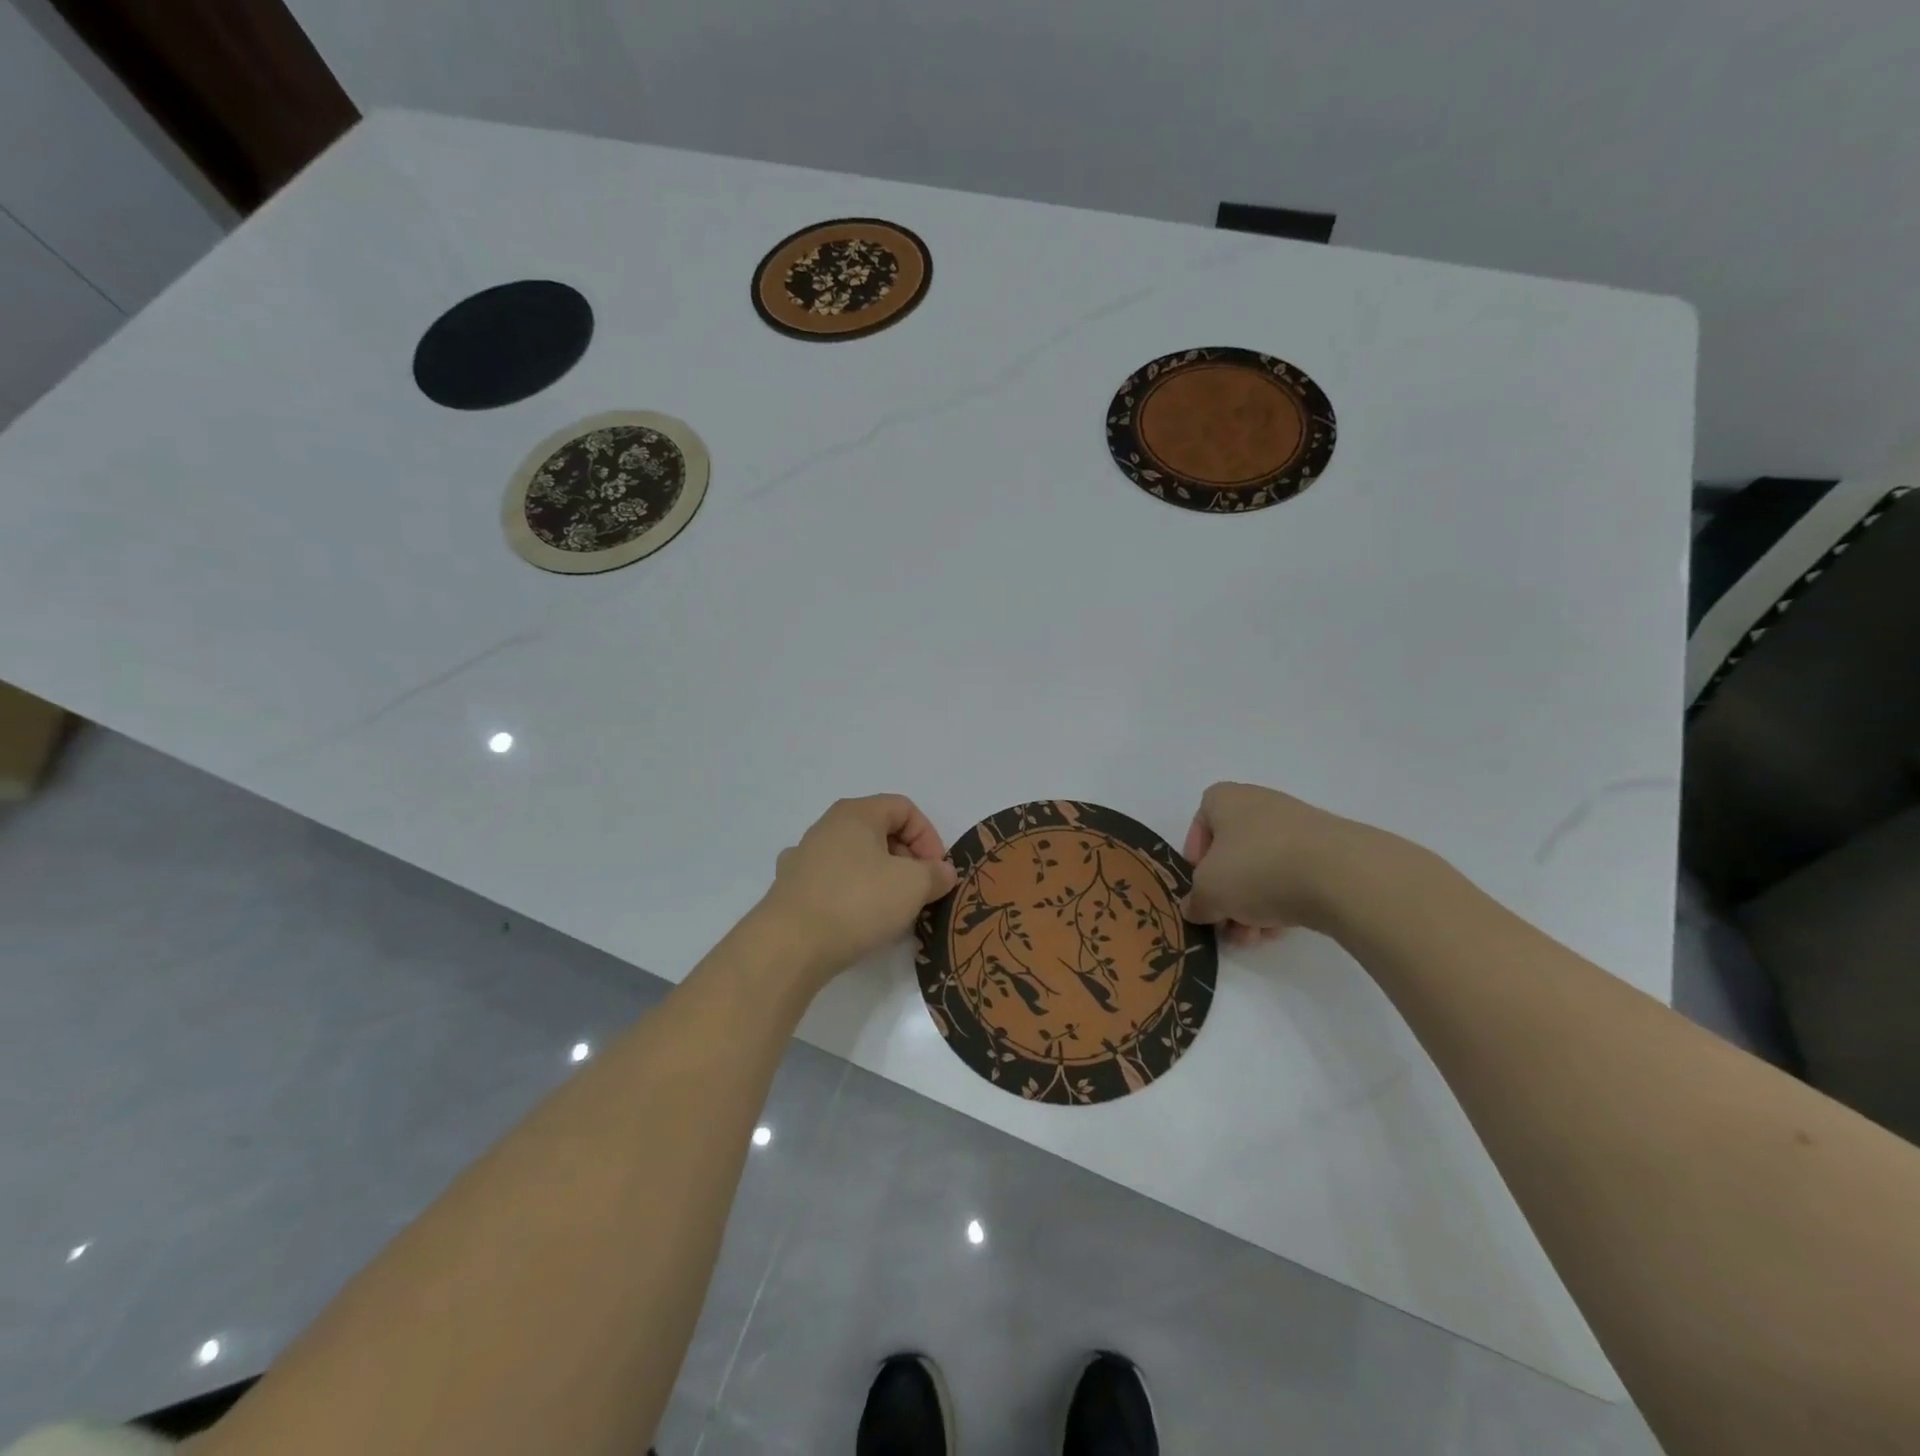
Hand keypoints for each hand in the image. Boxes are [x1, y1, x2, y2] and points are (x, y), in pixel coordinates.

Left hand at [757, 794, 957, 984]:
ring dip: (881, 878)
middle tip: (919, 891)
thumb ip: (935, 874)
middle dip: (907, 859)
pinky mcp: (790, 889)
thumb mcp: (913, 886)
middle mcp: (826, 826)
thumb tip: (943, 872)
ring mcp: (804, 857)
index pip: (904, 808)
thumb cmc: (857, 902)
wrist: (789, 946)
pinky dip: (851, 895)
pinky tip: (856, 920)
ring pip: (855, 858)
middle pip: (879, 831)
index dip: (928, 836)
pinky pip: (833, 882)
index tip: (936, 871)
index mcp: (856, 813)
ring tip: (892, 910)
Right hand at [1181, 782, 1389, 943]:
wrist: (1341, 875)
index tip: (1201, 887)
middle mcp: (1261, 805)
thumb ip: (1196, 901)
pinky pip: (1294, 877)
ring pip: (1263, 869)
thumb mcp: (1209, 891)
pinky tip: (1282, 930)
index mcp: (1227, 799)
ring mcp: (1299, 827)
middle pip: (1233, 853)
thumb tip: (1197, 908)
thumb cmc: (1258, 868)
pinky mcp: (1329, 852)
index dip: (1195, 857)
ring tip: (1255, 938)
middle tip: (1226, 925)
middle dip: (1227, 894)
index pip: (1201, 822)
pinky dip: (1284, 902)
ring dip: (1252, 905)